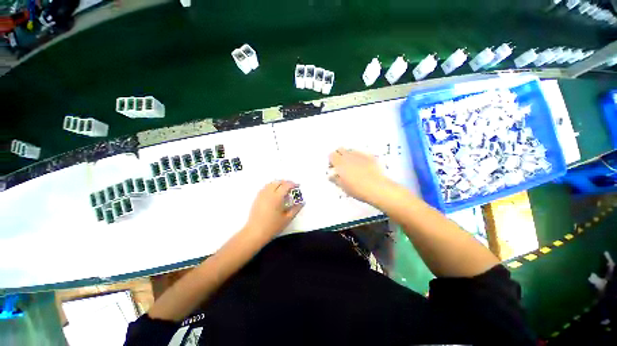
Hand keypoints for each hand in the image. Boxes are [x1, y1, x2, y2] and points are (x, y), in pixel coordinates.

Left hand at [244, 181, 303, 238]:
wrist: (255, 232)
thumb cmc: (273, 226)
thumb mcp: (287, 218)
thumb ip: (296, 209)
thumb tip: (302, 202)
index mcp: (277, 197)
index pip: (286, 185)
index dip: (293, 184)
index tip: (297, 186)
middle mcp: (268, 193)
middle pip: (278, 182)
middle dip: (286, 182)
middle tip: (291, 187)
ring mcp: (261, 195)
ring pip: (270, 183)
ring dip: (278, 183)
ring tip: (283, 188)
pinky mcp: (257, 198)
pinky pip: (265, 187)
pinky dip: (271, 186)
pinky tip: (274, 192)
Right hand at [329, 148, 393, 204]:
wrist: (377, 188)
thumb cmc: (357, 189)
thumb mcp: (343, 186)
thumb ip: (335, 179)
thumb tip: (331, 176)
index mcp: (340, 163)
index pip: (331, 155)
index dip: (331, 160)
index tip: (333, 167)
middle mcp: (349, 156)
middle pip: (340, 149)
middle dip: (339, 155)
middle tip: (342, 165)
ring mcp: (360, 155)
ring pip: (351, 151)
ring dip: (349, 156)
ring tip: (353, 167)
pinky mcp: (370, 156)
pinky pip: (362, 154)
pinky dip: (360, 158)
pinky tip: (364, 167)